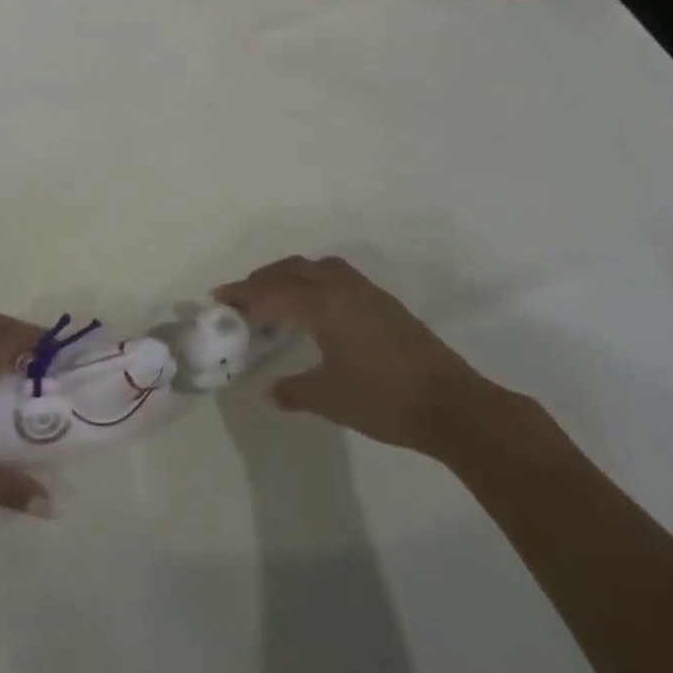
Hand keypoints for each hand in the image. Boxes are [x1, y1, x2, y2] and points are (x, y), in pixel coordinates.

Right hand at [215, 255, 491, 454]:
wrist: (454, 405)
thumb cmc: (385, 400)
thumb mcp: (331, 399)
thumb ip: (296, 391)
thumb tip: (270, 392)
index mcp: (324, 306)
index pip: (273, 292)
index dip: (243, 294)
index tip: (219, 298)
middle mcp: (343, 289)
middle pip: (294, 269)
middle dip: (263, 278)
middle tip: (241, 296)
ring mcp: (368, 293)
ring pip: (319, 267)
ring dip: (292, 274)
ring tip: (276, 295)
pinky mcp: (385, 304)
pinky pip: (338, 276)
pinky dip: (315, 280)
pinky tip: (316, 307)